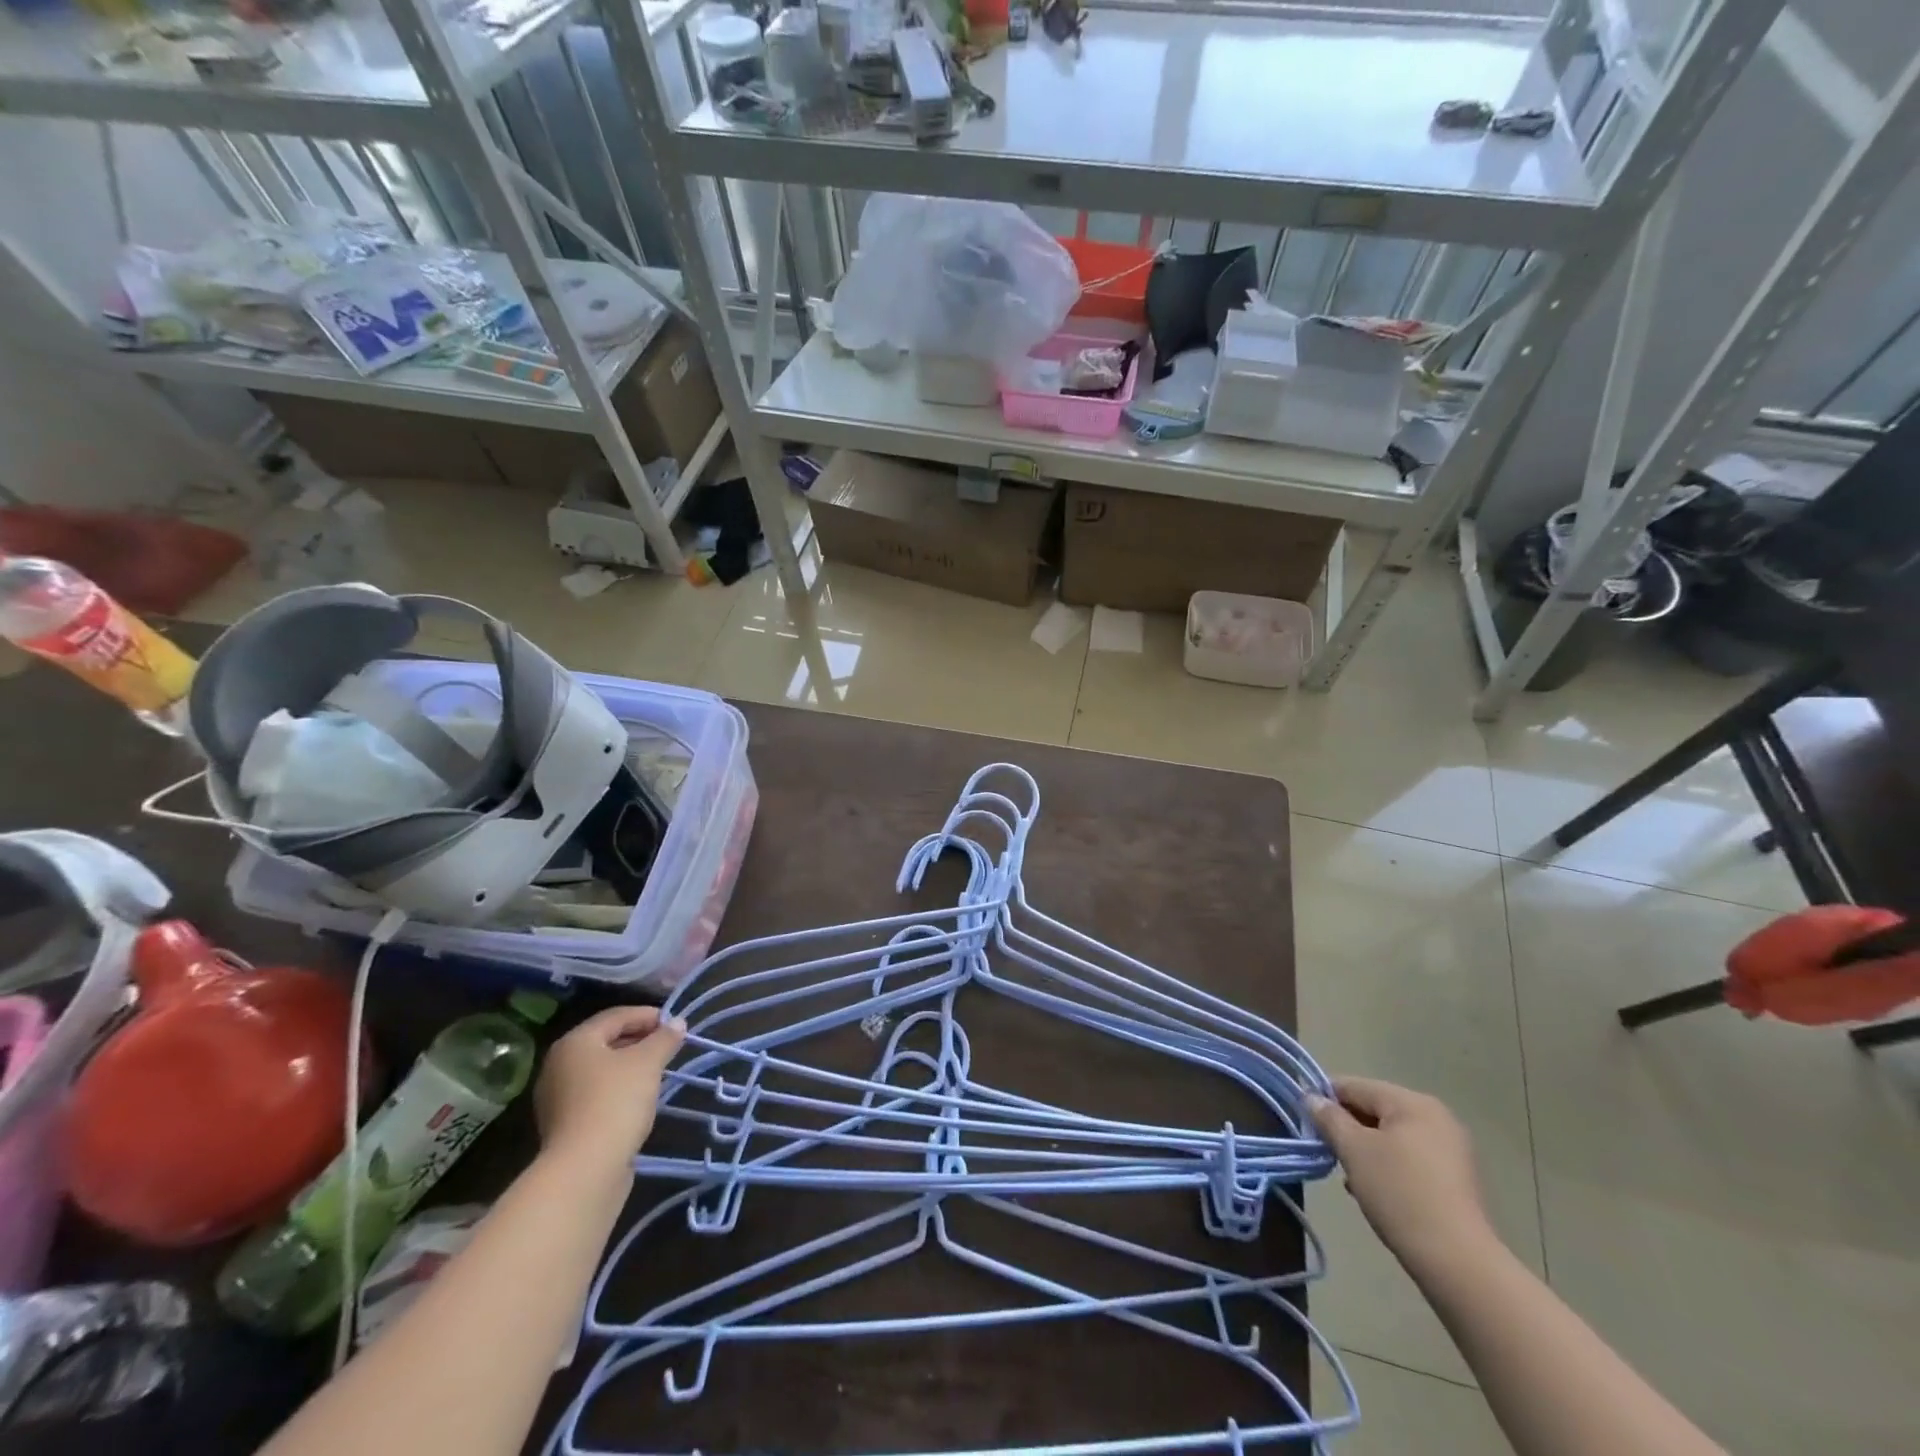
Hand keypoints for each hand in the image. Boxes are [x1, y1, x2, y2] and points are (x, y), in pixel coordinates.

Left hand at [534, 1006, 684, 1172]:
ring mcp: (557, 1098)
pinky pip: (596, 1094)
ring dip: (630, 1066)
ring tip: (659, 1071)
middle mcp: (559, 1065)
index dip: (648, 1015)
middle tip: (669, 1045)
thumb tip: (678, 1023)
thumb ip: (664, 1038)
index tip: (675, 1024)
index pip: (615, 1016)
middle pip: (606, 1041)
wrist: (585, 1169)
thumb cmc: (616, 1102)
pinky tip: (639, 1099)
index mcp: (574, 1043)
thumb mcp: (648, 1062)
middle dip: (639, 1040)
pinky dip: (618, 1089)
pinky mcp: (564, 1125)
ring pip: (601, 1069)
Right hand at [1307, 1076, 1493, 1272]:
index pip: (1355, 1086)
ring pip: (1390, 1136)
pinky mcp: (1455, 1179)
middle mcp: (1436, 1117)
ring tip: (1349, 1175)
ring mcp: (1450, 1149)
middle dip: (1347, 1128)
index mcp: (1412, 1102)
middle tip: (1328, 1152)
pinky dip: (1388, 1167)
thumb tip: (1311, 1098)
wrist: (1458, 1262)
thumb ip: (1329, 1118)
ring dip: (1365, 1150)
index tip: (1306, 1121)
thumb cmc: (1399, 1193)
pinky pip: (1409, 1158)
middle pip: (1374, 1109)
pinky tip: (1375, 1190)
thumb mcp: (1353, 1150)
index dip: (1325, 1099)